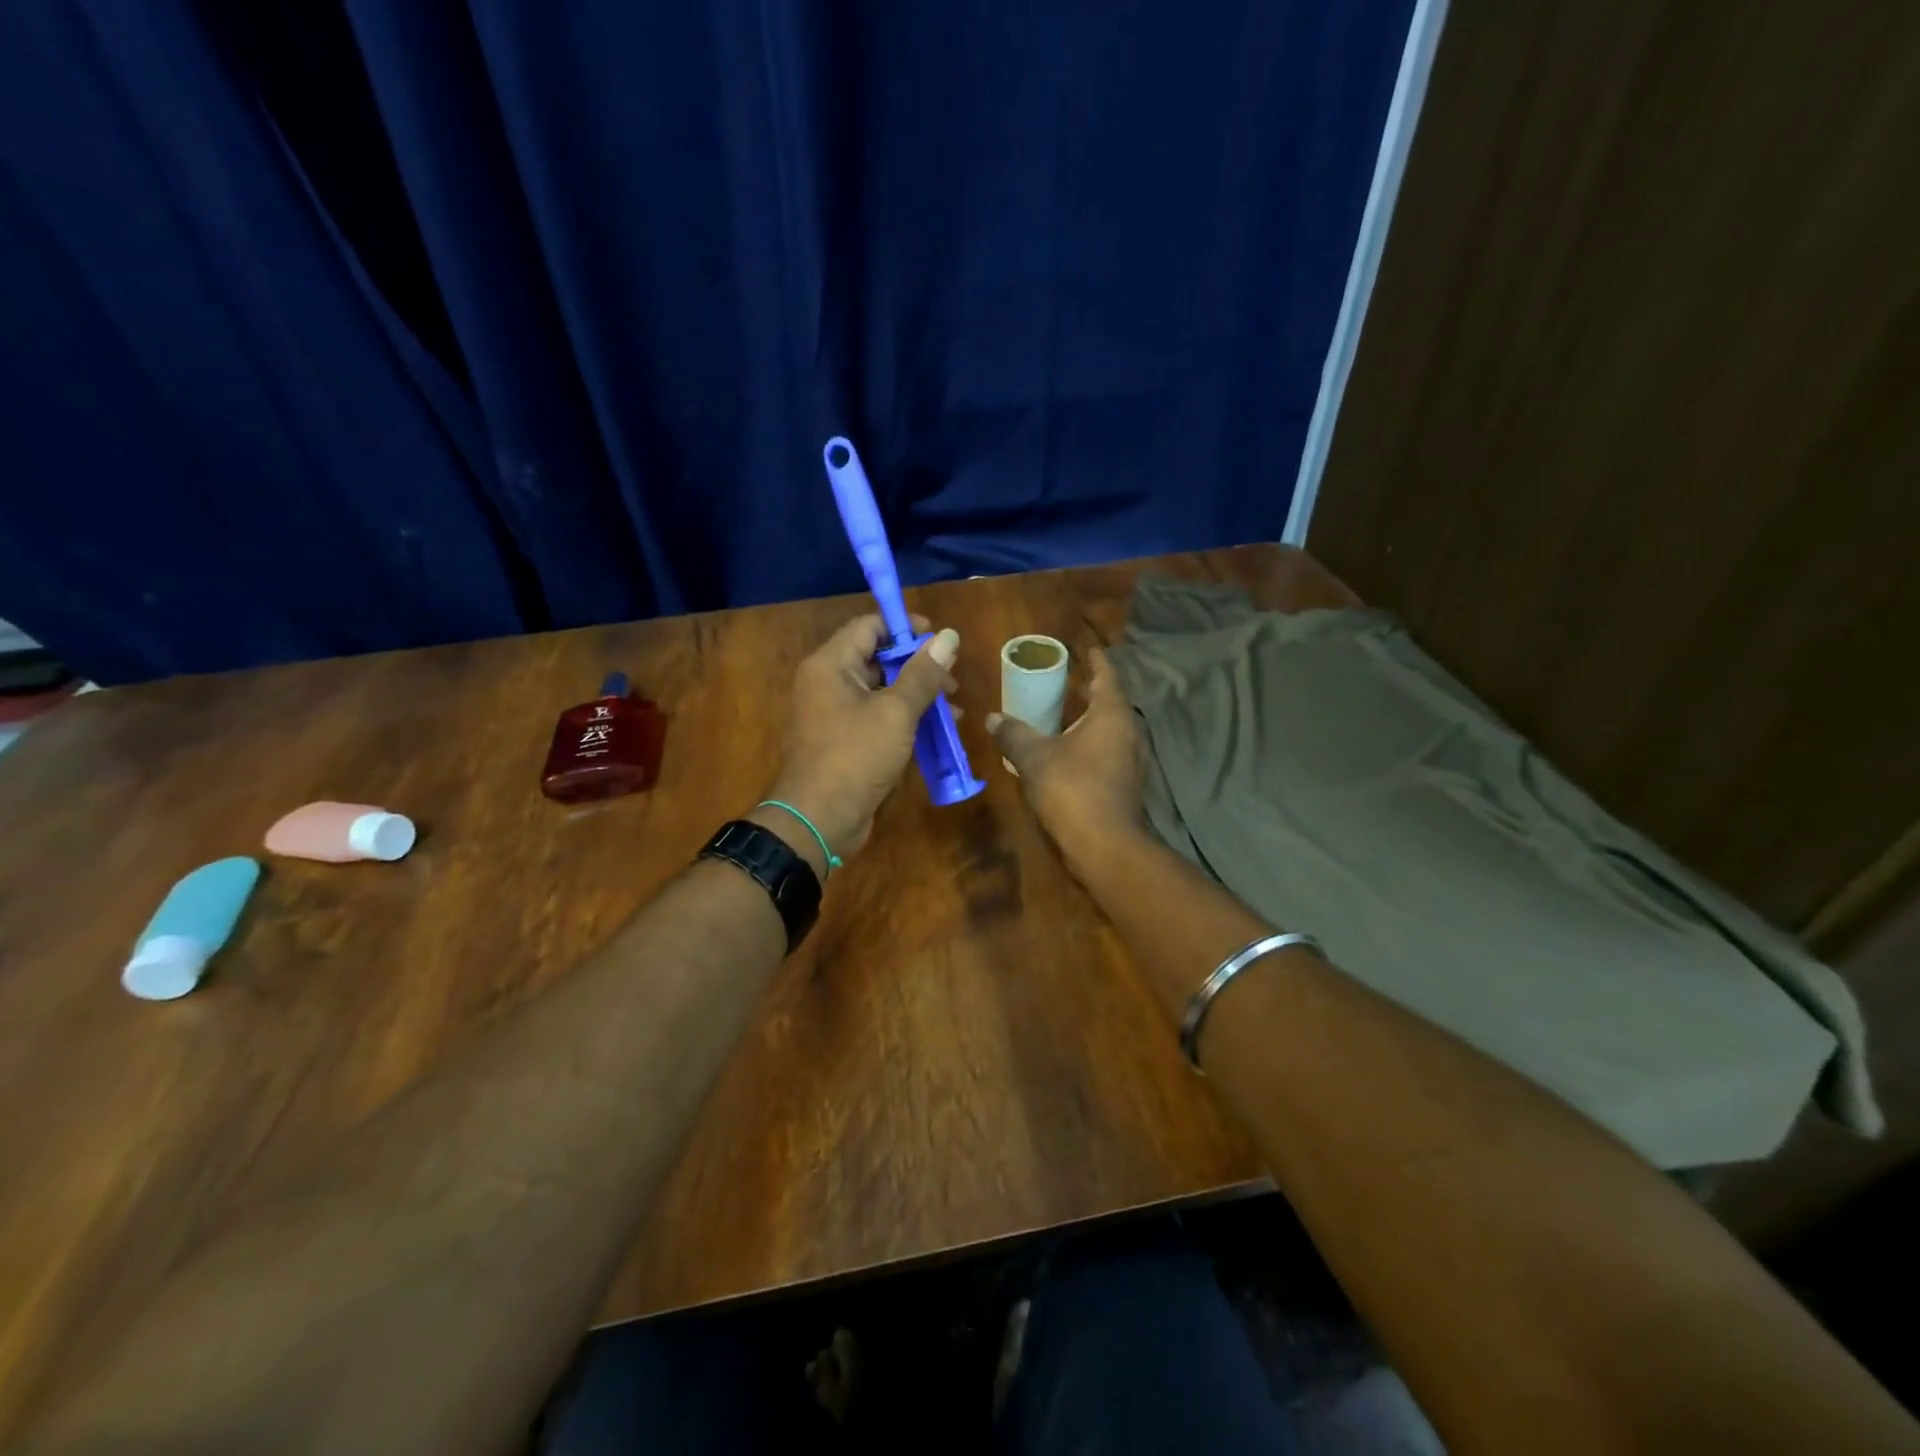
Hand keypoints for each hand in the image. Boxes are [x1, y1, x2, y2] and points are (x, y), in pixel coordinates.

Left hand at [761, 614, 959, 861]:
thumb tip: (949, 636)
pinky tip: (938, 729)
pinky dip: (905, 717)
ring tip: (954, 707)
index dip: (906, 627)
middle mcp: (828, 682)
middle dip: (918, 665)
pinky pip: (878, 716)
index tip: (941, 639)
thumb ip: (923, 673)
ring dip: (917, 694)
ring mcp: (835, 713)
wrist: (819, 820)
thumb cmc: (855, 757)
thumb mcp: (895, 712)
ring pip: (882, 690)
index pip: (869, 626)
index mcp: (831, 665)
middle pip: (877, 657)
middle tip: (953, 679)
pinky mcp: (845, 740)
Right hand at [987, 649, 1147, 867]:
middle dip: (1090, 691)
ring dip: (1090, 720)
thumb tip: (992, 717)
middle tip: (1067, 680)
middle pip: (1110, 703)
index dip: (1096, 661)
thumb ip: (1013, 734)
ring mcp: (1131, 760)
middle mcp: (1128, 731)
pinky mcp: (1126, 784)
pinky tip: (1069, 752)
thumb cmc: (1072, 789)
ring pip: (1110, 730)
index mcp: (1111, 714)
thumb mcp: (1034, 757)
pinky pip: (1108, 752)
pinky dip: (1090, 745)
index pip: (1106, 676)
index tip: (1088, 649)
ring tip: (1065, 714)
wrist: (1104, 845)